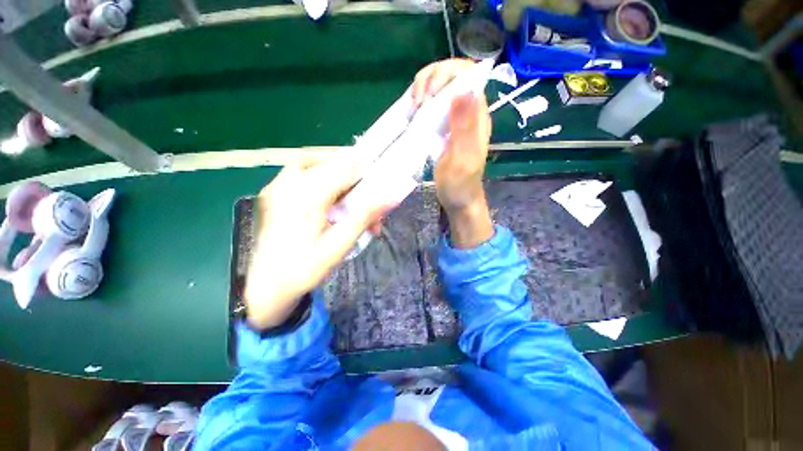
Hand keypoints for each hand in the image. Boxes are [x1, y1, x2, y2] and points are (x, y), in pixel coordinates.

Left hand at [245, 161, 385, 328]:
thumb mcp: (339, 245)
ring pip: (314, 161)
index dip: (366, 172)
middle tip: (368, 195)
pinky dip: (321, 175)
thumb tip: (393, 196)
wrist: (266, 286)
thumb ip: (365, 216)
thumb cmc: (304, 269)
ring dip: (337, 172)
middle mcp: (289, 183)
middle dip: (354, 176)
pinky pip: (301, 170)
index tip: (380, 184)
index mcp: (306, 197)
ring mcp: (278, 185)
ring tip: (350, 192)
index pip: (344, 168)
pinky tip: (329, 194)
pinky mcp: (274, 191)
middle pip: (330, 162)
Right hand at [411, 59, 493, 247]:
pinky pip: (432, 105)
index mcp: (478, 116)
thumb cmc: (460, 184)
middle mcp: (468, 112)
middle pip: (452, 76)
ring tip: (414, 108)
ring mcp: (454, 119)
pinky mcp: (443, 128)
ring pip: (441, 88)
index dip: (448, 74)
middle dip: (432, 79)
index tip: (429, 95)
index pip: (469, 75)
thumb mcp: (462, 159)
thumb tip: (464, 90)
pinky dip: (421, 102)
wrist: (458, 199)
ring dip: (424, 89)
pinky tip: (413, 113)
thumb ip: (464, 127)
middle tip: (418, 103)